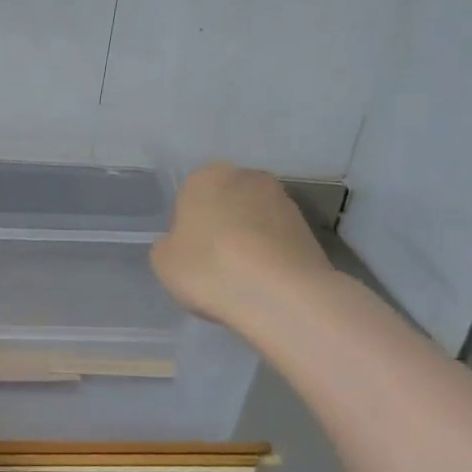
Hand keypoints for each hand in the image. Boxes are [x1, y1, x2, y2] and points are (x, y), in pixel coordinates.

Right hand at [150, 163, 334, 325]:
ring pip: (252, 220)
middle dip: (219, 227)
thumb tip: (182, 242)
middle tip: (212, 263)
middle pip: (224, 203)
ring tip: (240, 276)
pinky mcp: (308, 227)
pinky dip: (268, 254)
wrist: (280, 294)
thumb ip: (168, 244)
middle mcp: (247, 177)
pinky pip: (275, 239)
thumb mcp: (163, 261)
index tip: (187, 254)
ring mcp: (283, 200)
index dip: (185, 228)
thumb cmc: (209, 268)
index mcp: (205, 177)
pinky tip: (262, 281)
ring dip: (246, 240)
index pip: (187, 198)